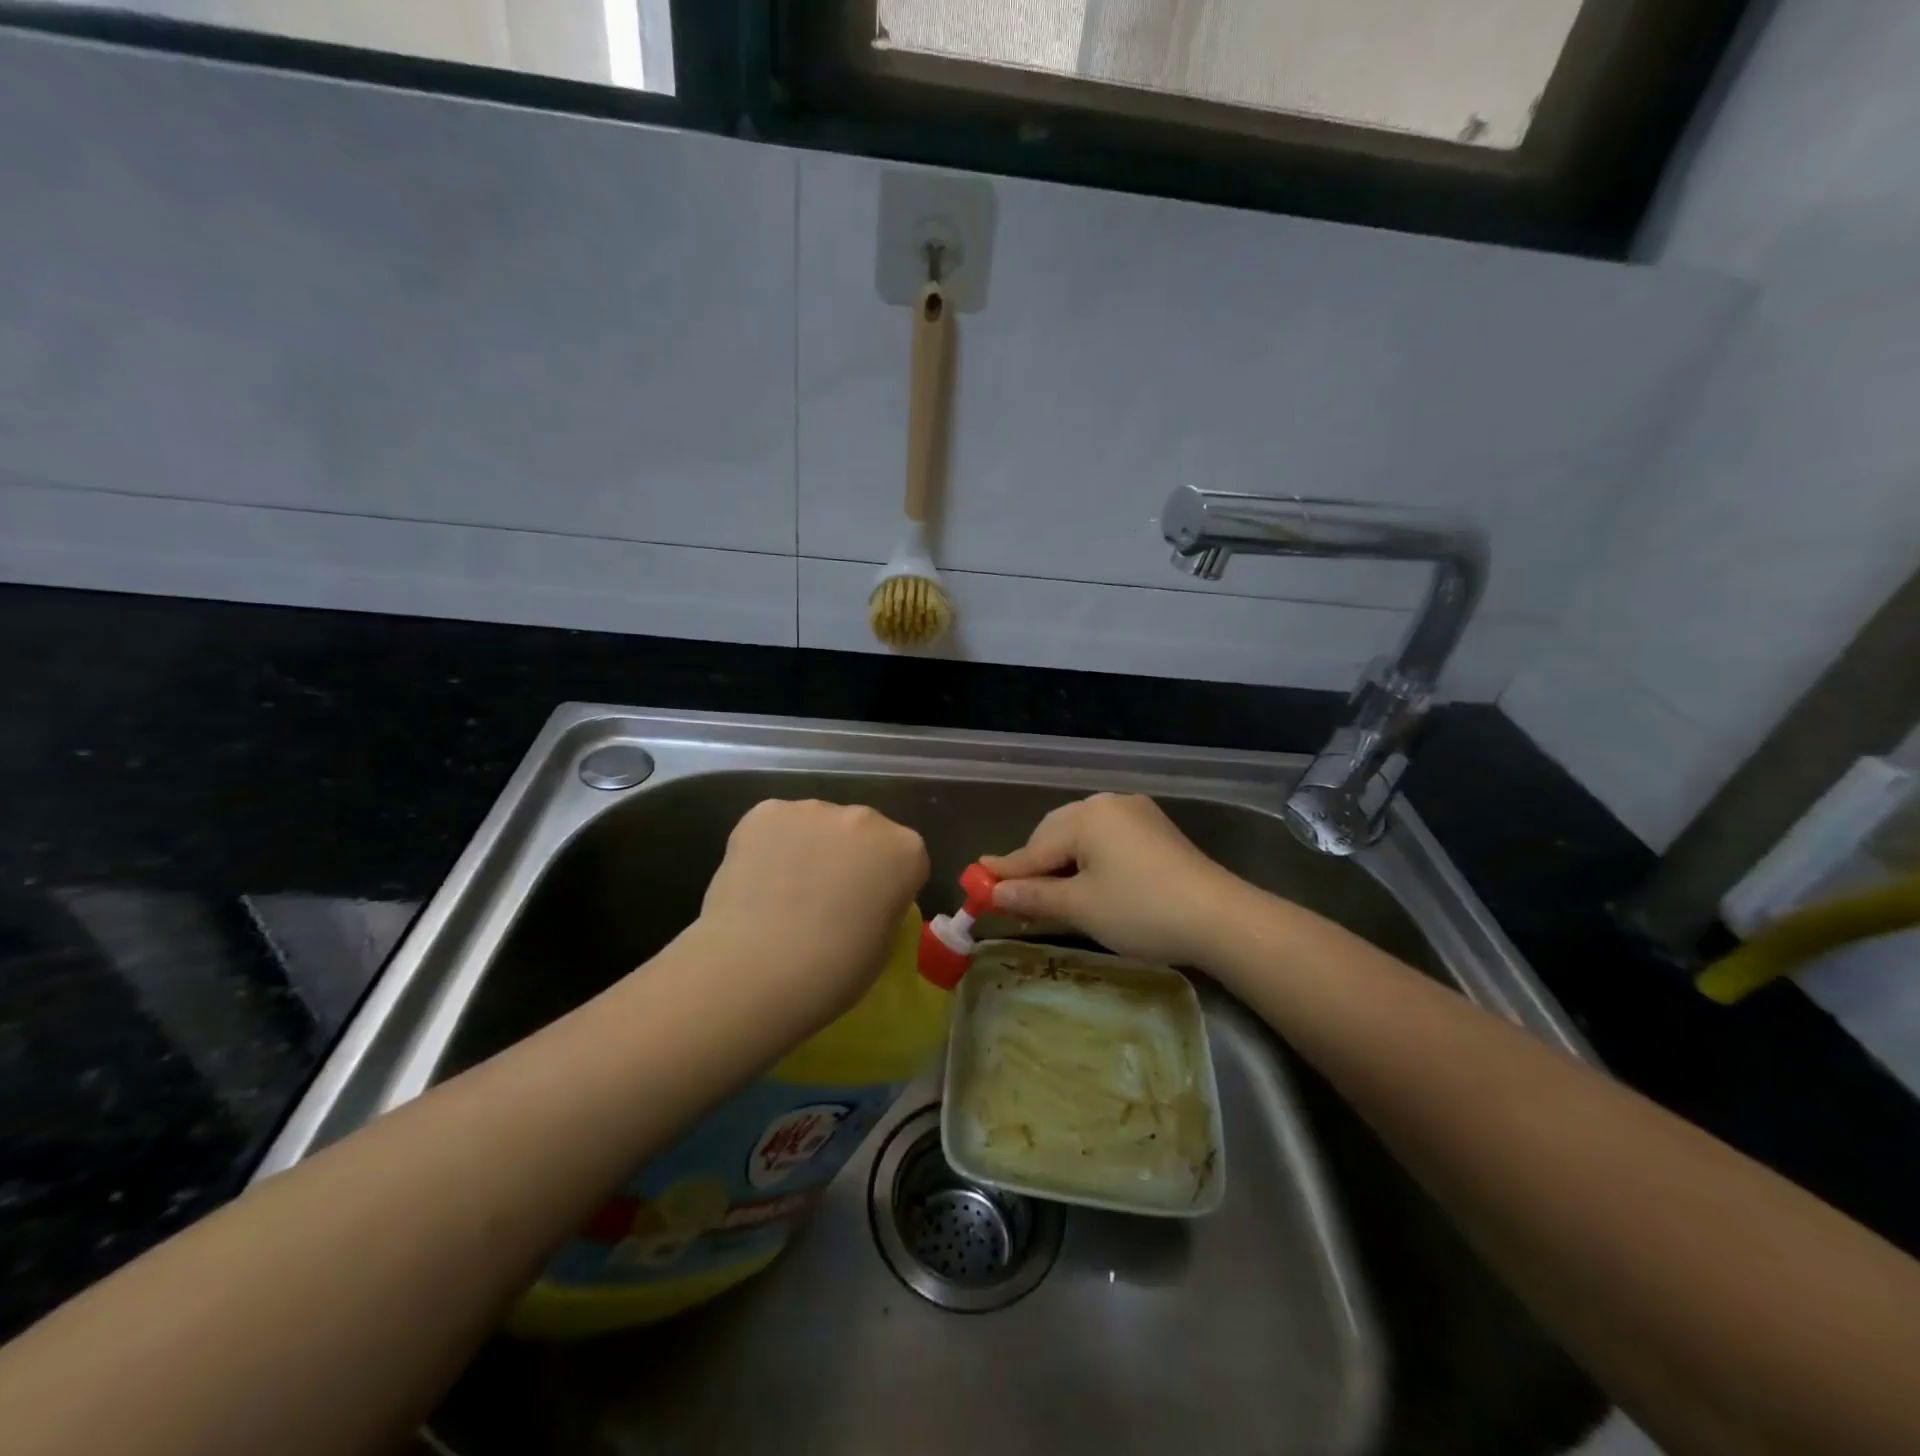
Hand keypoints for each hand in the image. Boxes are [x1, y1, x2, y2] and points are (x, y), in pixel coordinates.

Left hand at [693, 799, 929, 1031]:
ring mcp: (813, 809)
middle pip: (862, 832)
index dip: (885, 884)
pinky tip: (756, 880)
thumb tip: (861, 898)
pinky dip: (769, 846)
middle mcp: (865, 818)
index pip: (904, 858)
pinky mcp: (765, 811)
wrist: (757, 971)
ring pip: (817, 825)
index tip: (866, 910)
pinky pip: (776, 825)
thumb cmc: (833, 972)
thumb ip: (882, 904)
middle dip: (848, 856)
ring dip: (809, 848)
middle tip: (823, 899)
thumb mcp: (883, 943)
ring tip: (783, 892)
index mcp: (906, 851)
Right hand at [982, 793, 1243, 966]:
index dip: (1005, 872)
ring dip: (1062, 868)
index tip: (975, 884)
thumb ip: (1033, 897)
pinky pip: (1107, 844)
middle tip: (1015, 903)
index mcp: (1086, 815)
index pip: (1034, 848)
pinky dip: (1089, 865)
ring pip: (1081, 841)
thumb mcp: (1081, 907)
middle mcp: (1108, 804)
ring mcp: (1135, 815)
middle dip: (1035, 870)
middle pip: (1055, 837)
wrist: (1220, 918)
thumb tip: (993, 894)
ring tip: (1049, 900)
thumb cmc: (1141, 910)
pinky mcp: (1155, 832)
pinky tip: (1086, 888)